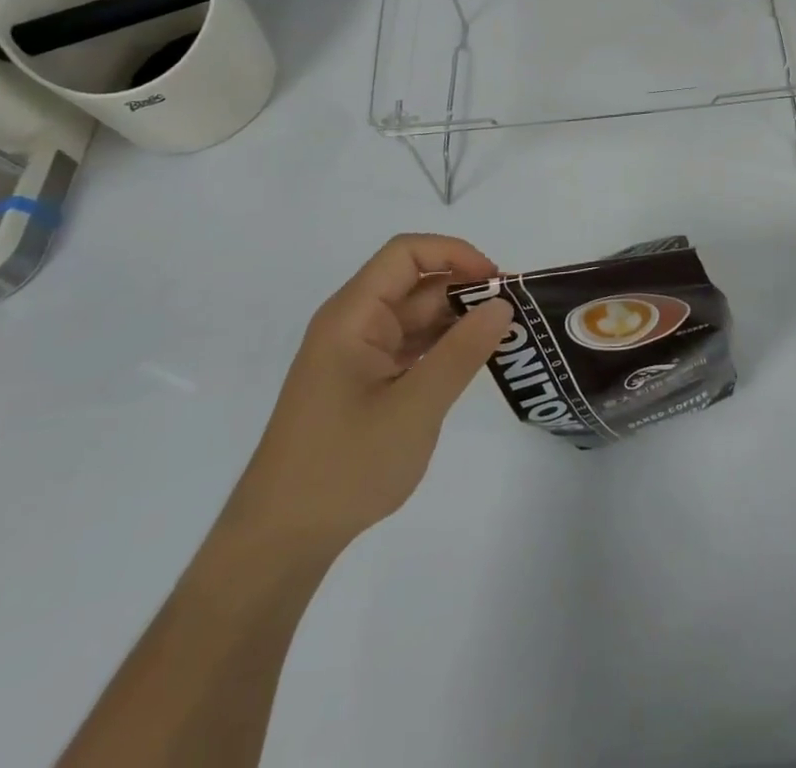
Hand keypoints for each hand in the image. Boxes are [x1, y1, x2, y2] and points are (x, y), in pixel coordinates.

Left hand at [219, 234, 513, 564]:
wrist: (280, 541)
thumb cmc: (343, 466)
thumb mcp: (414, 407)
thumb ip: (462, 352)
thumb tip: (502, 303)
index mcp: (353, 316)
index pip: (406, 254)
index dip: (455, 254)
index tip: (496, 281)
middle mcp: (354, 325)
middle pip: (416, 285)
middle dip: (465, 290)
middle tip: (515, 313)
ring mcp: (358, 355)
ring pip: (416, 317)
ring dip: (458, 321)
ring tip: (504, 337)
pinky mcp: (364, 383)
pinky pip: (410, 348)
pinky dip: (443, 348)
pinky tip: (474, 362)